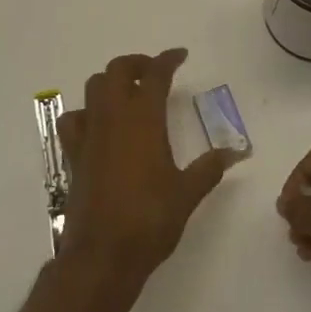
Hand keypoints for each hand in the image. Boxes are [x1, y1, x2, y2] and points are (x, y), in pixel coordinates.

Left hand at [55, 49, 236, 309]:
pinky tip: (97, 124)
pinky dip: (85, 112)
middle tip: (155, 72)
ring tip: (128, 92)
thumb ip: (210, 168)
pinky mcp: (74, 154)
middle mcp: (113, 117)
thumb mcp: (187, 193)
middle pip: (118, 70)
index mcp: (143, 119)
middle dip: (137, 63)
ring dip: (111, 81)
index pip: (155, 74)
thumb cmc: (149, 220)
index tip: (180, 55)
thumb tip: (237, 151)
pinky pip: (73, 119)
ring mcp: (89, 133)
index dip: (168, 59)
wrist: (102, 255)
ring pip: (94, 87)